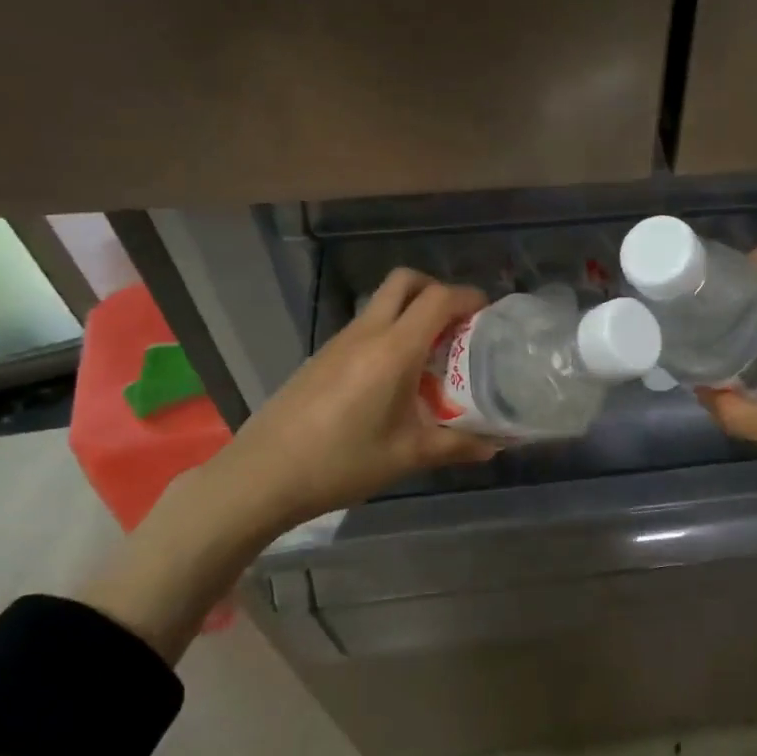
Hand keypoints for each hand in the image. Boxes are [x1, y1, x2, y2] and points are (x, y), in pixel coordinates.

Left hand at [217, 269, 498, 528]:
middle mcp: (367, 333)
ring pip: (382, 303)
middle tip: (457, 324)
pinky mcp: (321, 356)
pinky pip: (364, 326)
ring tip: (431, 355)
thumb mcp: (407, 456)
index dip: (469, 298)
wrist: (263, 474)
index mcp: (394, 349)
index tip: (489, 315)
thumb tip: (493, 446)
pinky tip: (393, 377)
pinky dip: (389, 332)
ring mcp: (339, 341)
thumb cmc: (342, 462)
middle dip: (437, 290)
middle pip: (405, 281)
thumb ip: (455, 446)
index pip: (438, 299)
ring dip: (411, 312)